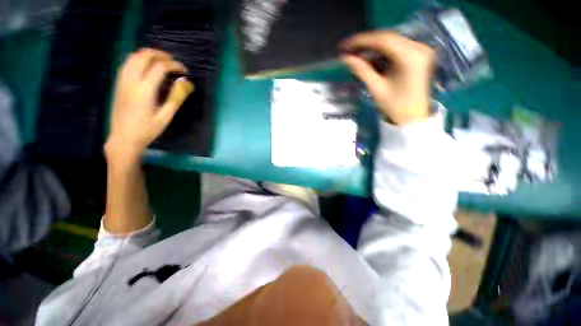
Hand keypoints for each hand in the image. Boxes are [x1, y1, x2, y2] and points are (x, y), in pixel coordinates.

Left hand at [106, 48, 193, 161]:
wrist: (123, 139)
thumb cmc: (147, 130)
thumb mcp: (165, 117)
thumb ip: (175, 98)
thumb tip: (186, 84)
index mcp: (144, 90)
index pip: (159, 67)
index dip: (174, 65)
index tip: (184, 71)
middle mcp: (130, 81)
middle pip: (143, 56)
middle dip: (160, 55)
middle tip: (173, 62)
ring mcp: (122, 81)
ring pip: (132, 57)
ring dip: (148, 55)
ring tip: (161, 61)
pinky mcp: (118, 84)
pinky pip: (127, 63)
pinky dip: (138, 59)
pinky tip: (146, 66)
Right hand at [341, 31, 434, 124]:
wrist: (413, 116)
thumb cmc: (395, 106)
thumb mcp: (377, 88)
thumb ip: (362, 70)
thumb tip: (346, 58)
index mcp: (410, 57)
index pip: (383, 40)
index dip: (362, 40)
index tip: (346, 44)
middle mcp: (419, 48)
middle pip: (388, 38)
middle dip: (367, 42)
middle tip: (349, 49)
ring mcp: (421, 50)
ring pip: (393, 41)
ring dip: (374, 46)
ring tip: (357, 53)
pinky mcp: (419, 54)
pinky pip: (398, 46)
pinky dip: (383, 50)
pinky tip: (371, 56)